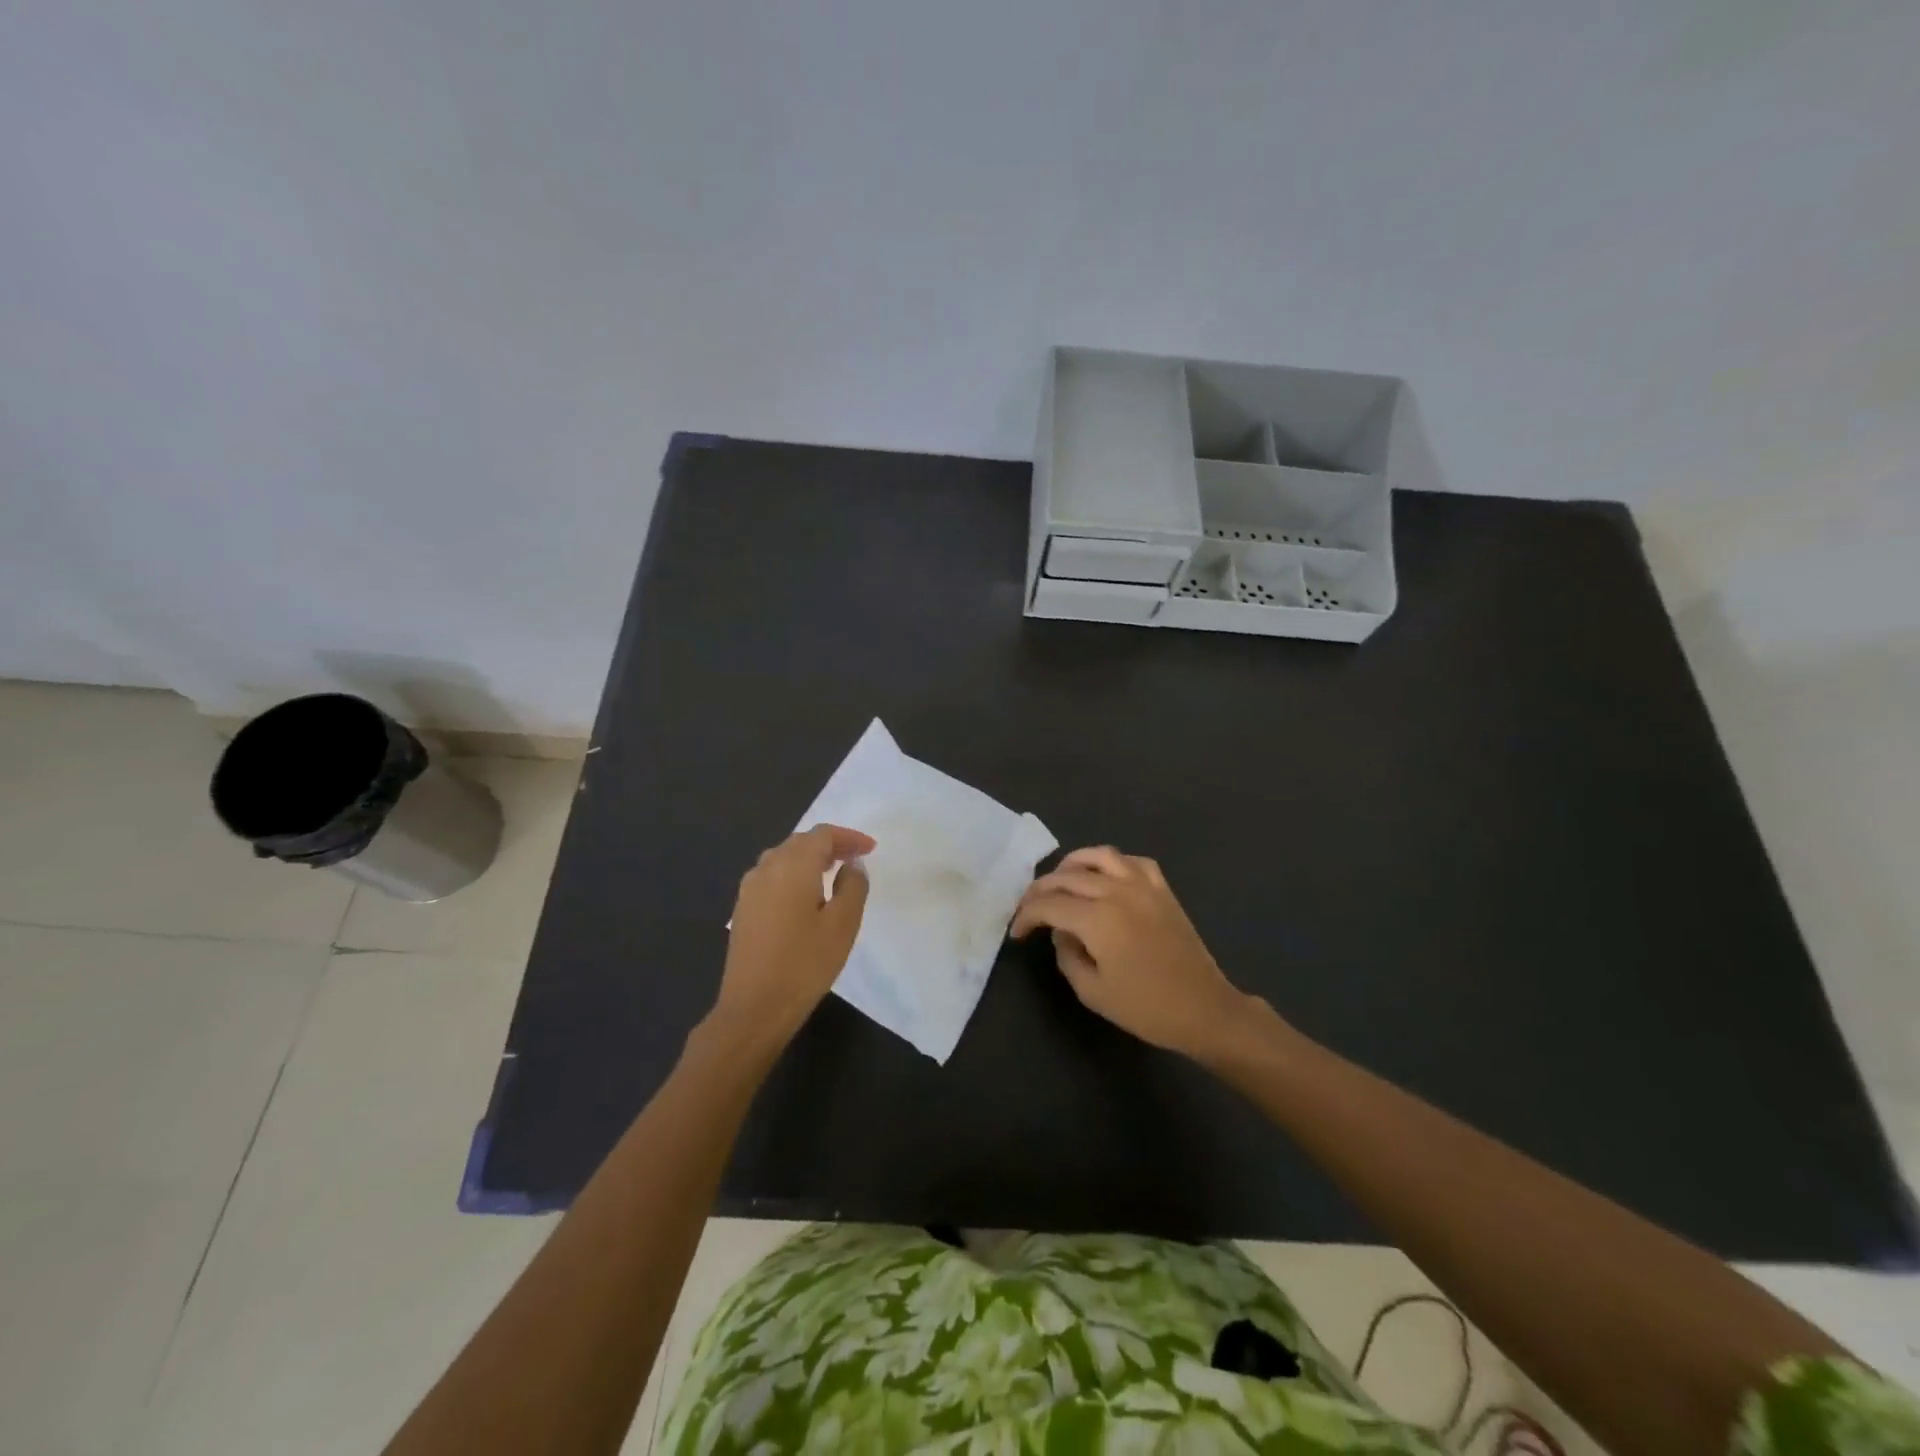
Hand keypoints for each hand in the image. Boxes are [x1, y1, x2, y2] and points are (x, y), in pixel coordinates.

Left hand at [711, 824, 874, 1048]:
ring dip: (809, 859)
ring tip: (833, 873)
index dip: (849, 837)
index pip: (822, 834)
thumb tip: (851, 864)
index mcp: (793, 865)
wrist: (754, 1007)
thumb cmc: (805, 963)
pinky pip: (771, 877)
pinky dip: (793, 875)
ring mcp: (749, 889)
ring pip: (783, 858)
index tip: (871, 849)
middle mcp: (767, 868)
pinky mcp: (742, 909)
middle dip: (830, 845)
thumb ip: (853, 886)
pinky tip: (805, 896)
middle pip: (800, 842)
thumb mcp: (843, 924)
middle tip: (855, 858)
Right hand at [1011, 846, 1254, 1060]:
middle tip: (1029, 908)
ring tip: (1061, 880)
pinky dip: (1111, 863)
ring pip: (1098, 856)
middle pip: (1067, 877)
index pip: (1048, 905)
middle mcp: (1116, 892)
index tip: (1017, 932)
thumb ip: (1067, 956)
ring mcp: (1143, 885)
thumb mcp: (1092, 992)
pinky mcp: (1162, 889)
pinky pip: (1132, 861)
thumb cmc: (1146, 1008)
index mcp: (1097, 919)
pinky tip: (1105, 877)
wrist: (1204, 1009)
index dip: (1026, 916)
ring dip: (1072, 864)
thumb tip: (1061, 933)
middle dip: (1040, 890)